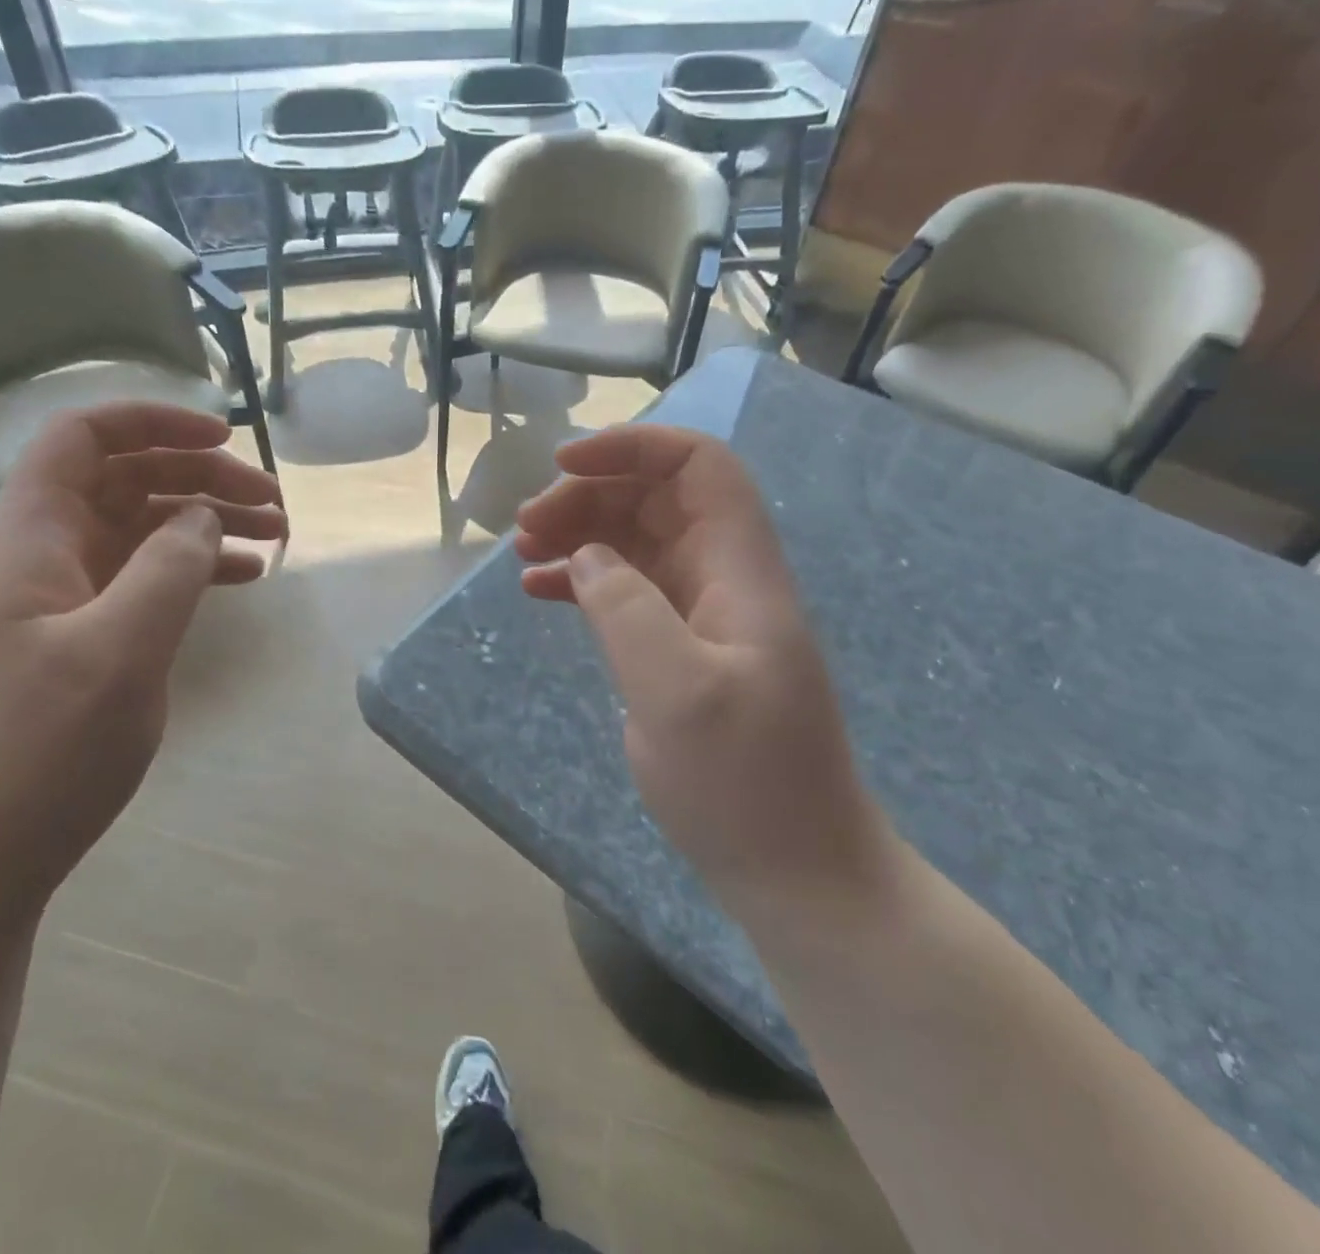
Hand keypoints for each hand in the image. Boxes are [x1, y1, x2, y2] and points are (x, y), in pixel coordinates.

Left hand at [0, 403, 285, 912]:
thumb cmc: (40, 749)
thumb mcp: (119, 652)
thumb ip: (169, 570)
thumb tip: (205, 517)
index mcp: (34, 538)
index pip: (84, 438)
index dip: (152, 421)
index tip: (224, 436)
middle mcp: (48, 554)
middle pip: (128, 479)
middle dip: (202, 476)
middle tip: (274, 502)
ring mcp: (67, 598)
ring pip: (145, 528)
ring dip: (208, 521)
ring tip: (278, 535)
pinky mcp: (87, 636)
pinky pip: (148, 577)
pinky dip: (197, 567)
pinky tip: (244, 578)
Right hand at [515, 425, 891, 907]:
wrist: (796, 873)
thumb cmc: (745, 785)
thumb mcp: (677, 693)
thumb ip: (626, 610)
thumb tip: (586, 557)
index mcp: (740, 571)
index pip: (700, 467)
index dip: (635, 447)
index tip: (564, 464)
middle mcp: (723, 578)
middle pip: (656, 498)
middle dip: (589, 494)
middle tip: (526, 526)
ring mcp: (702, 615)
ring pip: (635, 541)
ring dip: (580, 533)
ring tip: (523, 552)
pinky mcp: (681, 650)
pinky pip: (626, 590)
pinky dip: (583, 579)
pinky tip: (539, 590)